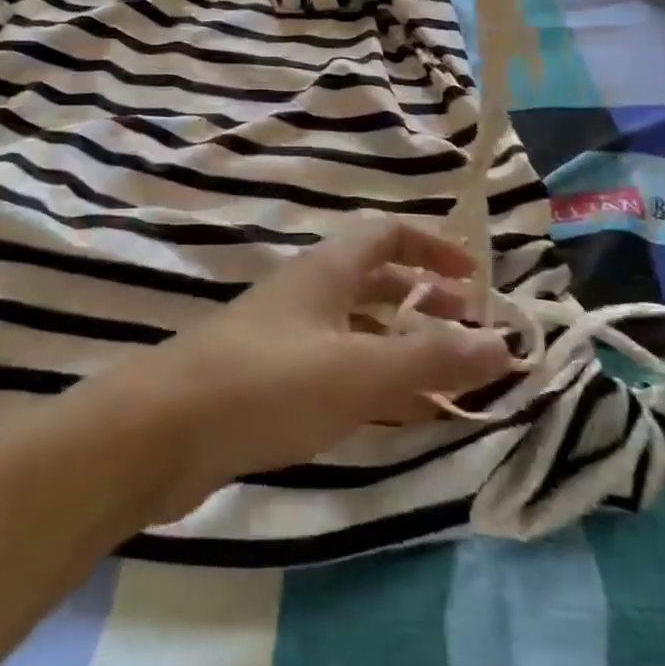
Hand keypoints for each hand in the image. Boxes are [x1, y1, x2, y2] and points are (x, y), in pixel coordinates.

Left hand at [94, 217, 512, 519]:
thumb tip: (502, 343)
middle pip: (375, 281)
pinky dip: (372, 384)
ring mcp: (283, 337)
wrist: (162, 431)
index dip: (434, 246)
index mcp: (327, 270)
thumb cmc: (269, 384)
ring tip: (447, 384)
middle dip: (424, 302)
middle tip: (468, 337)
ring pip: (357, 330)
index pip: (387, 234)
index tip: (475, 278)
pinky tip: (393, 417)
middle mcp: (306, 294)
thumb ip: (432, 358)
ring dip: (402, 348)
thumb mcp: (360, 370)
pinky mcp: (267, 382)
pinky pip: (335, 370)